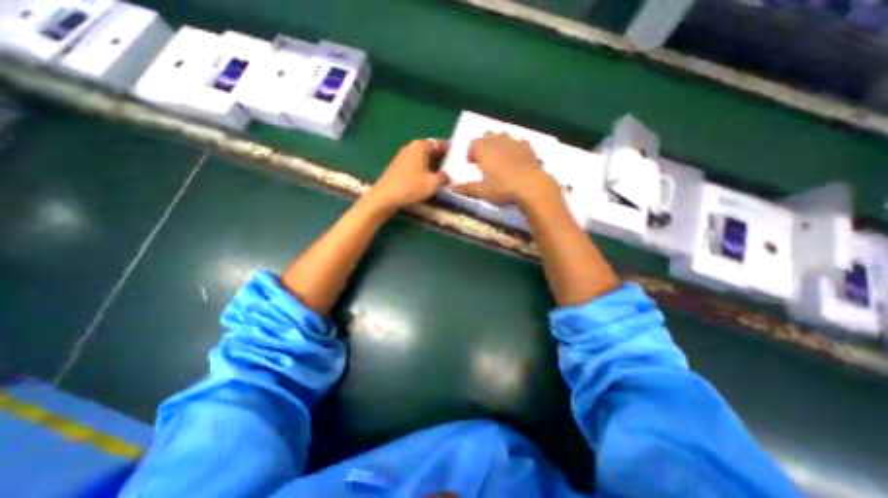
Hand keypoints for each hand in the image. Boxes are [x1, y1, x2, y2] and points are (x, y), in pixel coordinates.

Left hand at [368, 137, 452, 210]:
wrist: (385, 197)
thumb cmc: (412, 186)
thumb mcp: (434, 183)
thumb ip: (444, 178)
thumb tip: (446, 177)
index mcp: (421, 146)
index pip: (440, 144)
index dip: (449, 152)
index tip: (456, 163)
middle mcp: (411, 147)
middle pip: (430, 151)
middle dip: (440, 161)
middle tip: (449, 173)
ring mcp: (402, 157)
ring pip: (421, 160)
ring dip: (430, 168)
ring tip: (438, 180)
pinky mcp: (396, 167)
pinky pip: (413, 167)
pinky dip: (421, 172)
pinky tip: (424, 183)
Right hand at [453, 132, 556, 206]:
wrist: (531, 186)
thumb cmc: (503, 188)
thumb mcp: (482, 191)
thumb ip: (467, 189)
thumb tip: (453, 188)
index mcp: (485, 150)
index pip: (474, 143)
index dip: (471, 152)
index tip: (472, 163)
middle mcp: (498, 142)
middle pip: (488, 135)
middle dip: (484, 145)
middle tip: (485, 160)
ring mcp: (515, 143)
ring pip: (504, 136)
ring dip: (499, 144)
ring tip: (500, 158)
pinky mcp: (528, 148)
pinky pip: (519, 142)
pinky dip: (515, 147)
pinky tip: (517, 159)